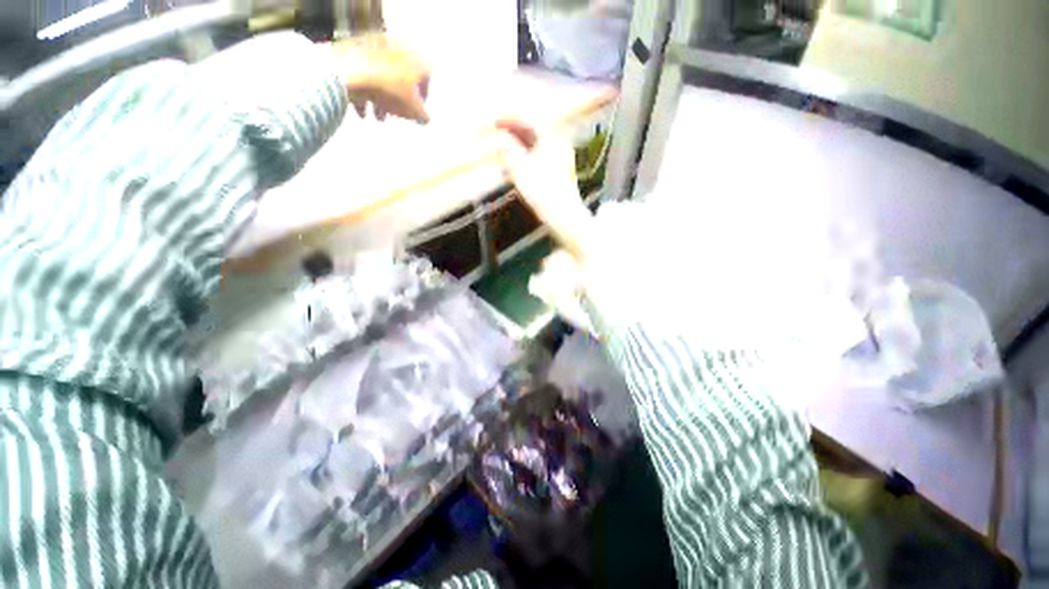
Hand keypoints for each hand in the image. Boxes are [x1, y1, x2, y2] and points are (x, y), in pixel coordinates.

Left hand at [331, 35, 430, 122]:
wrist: (350, 72)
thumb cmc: (390, 90)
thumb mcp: (413, 110)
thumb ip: (423, 116)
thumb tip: (425, 119)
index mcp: (413, 57)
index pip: (426, 75)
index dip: (424, 94)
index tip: (419, 107)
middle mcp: (395, 47)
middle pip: (401, 76)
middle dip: (399, 98)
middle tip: (397, 113)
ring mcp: (373, 46)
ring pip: (381, 76)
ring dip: (381, 99)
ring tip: (377, 117)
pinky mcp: (353, 49)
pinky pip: (363, 73)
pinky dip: (364, 92)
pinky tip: (362, 111)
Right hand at [496, 118, 595, 260]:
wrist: (563, 215)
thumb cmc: (542, 191)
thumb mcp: (520, 168)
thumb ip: (509, 150)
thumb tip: (502, 140)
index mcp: (551, 138)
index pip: (527, 120)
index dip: (508, 119)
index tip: (493, 122)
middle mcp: (559, 144)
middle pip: (533, 132)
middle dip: (513, 131)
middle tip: (496, 133)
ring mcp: (561, 159)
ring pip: (536, 146)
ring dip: (519, 145)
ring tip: (503, 149)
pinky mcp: (560, 173)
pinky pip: (540, 158)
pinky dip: (526, 157)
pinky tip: (517, 166)